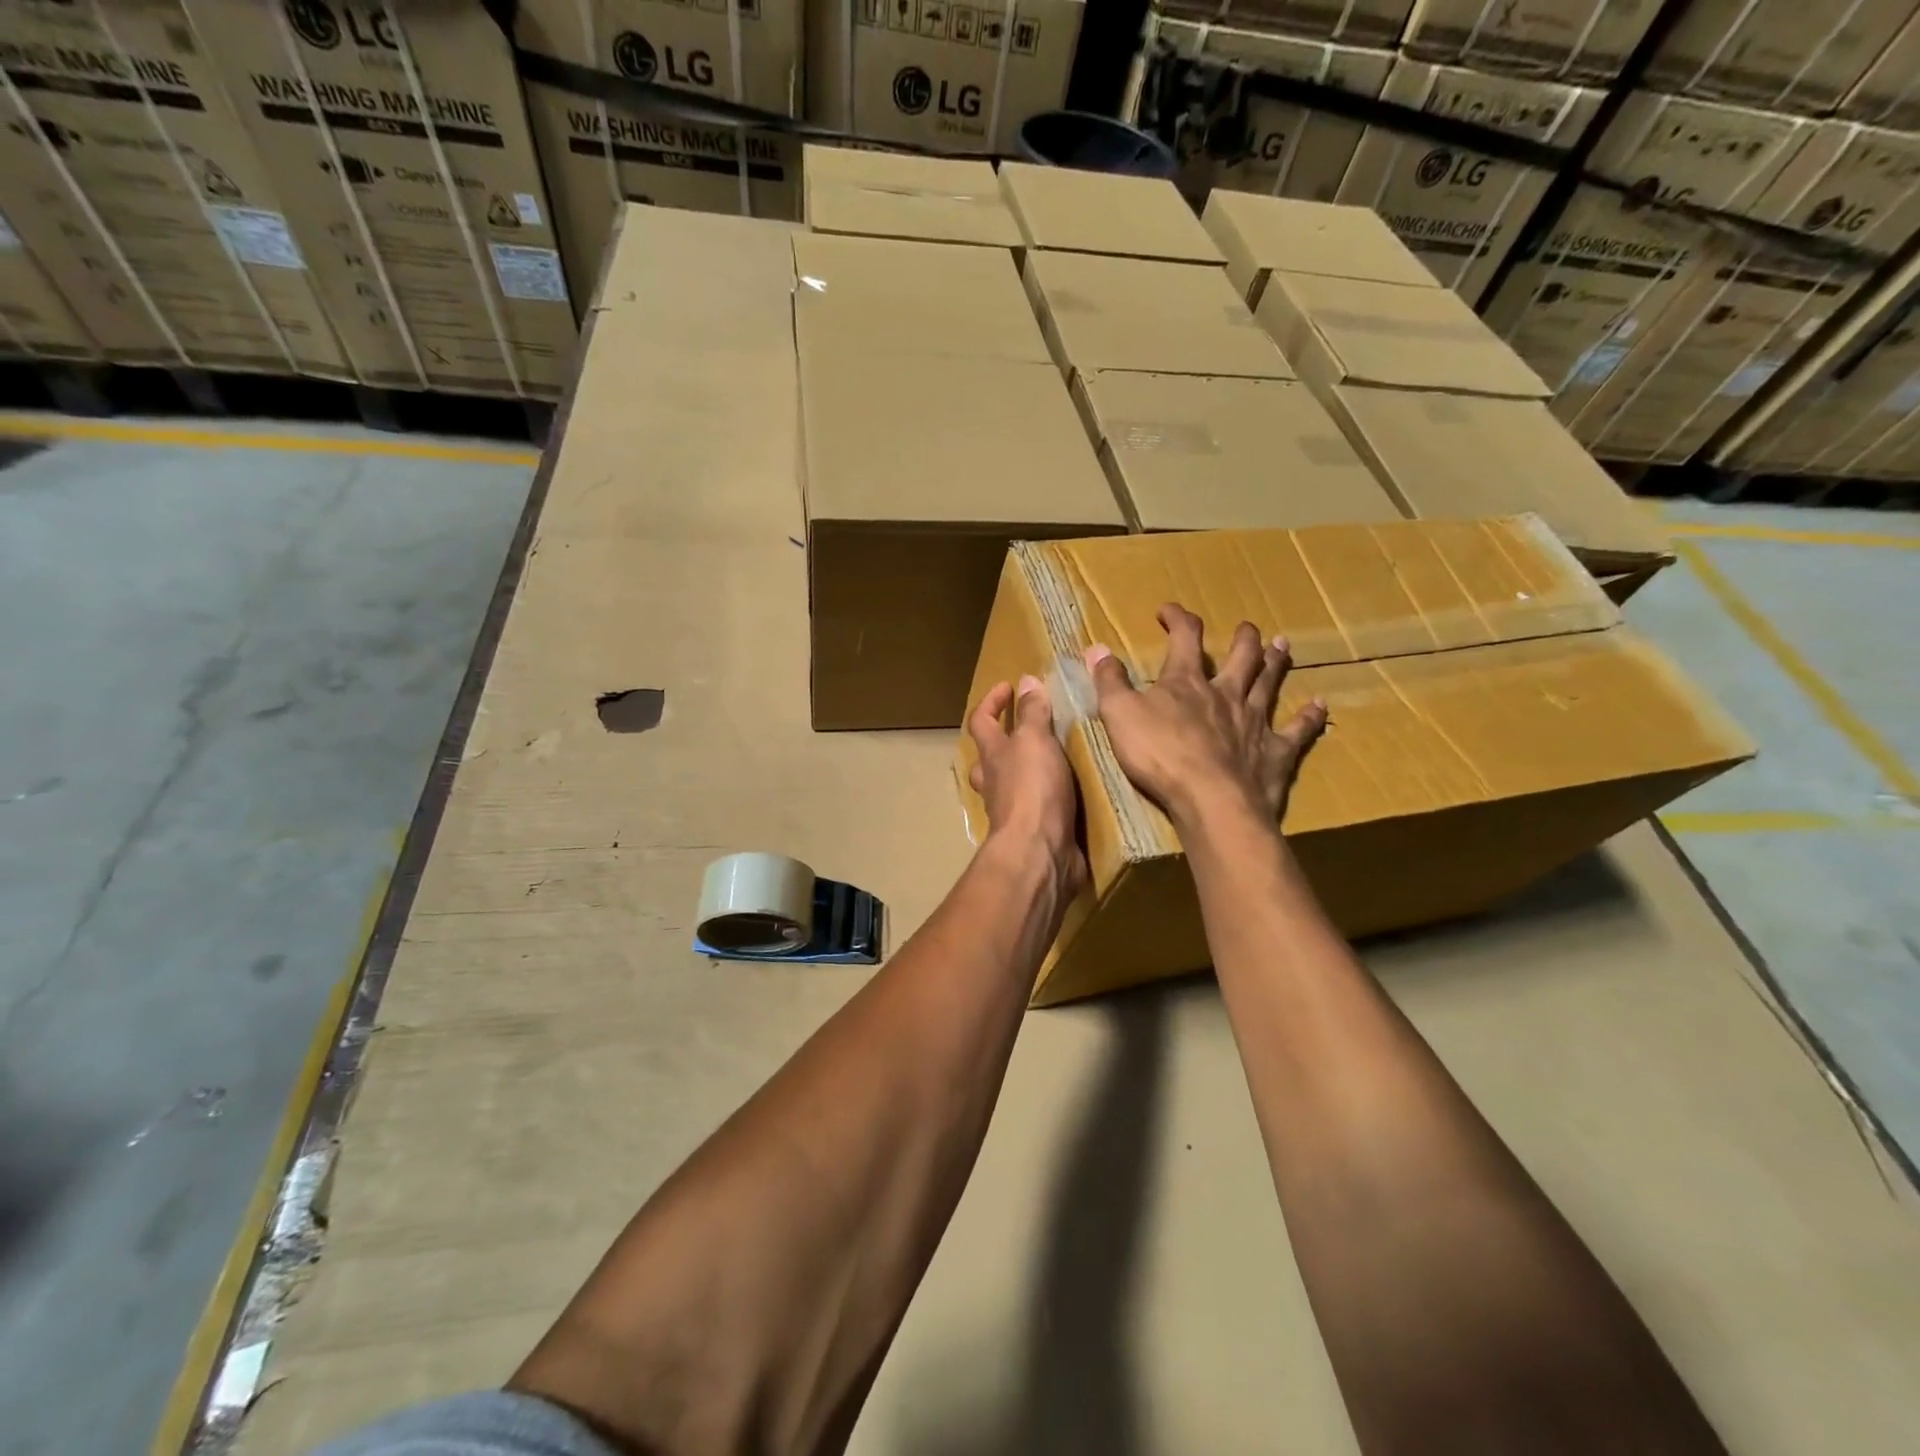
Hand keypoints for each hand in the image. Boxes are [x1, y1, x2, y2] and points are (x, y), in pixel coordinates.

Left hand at [967, 676, 1086, 893]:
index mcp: (992, 756)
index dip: (991, 701)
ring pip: (1012, 787)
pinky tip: (1074, 794)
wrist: (1039, 853)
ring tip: (1059, 759)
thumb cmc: (1033, 790)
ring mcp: (1012, 812)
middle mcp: (996, 783)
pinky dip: (1051, 800)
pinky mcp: (1034, 834)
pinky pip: (1039, 810)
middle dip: (1004, 742)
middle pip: (989, 759)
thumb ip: (1032, 712)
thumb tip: (1025, 681)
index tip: (1009, 686)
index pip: (980, 721)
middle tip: (1030, 729)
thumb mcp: (1035, 740)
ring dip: (1028, 773)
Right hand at [1086, 604, 1325, 827]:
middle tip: (1247, 627)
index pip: (1184, 638)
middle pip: (1240, 657)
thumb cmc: (1159, 755)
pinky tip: (1320, 705)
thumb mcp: (1119, 715)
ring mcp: (1254, 722)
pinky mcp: (1274, 752)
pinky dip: (1309, 717)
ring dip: (1275, 664)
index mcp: (1186, 683)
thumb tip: (1097, 648)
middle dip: (1242, 639)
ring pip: (1269, 684)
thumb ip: (1109, 681)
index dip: (1177, 619)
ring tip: (1283, 645)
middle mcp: (1225, 694)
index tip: (1168, 610)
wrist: (1210, 799)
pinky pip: (1297, 730)